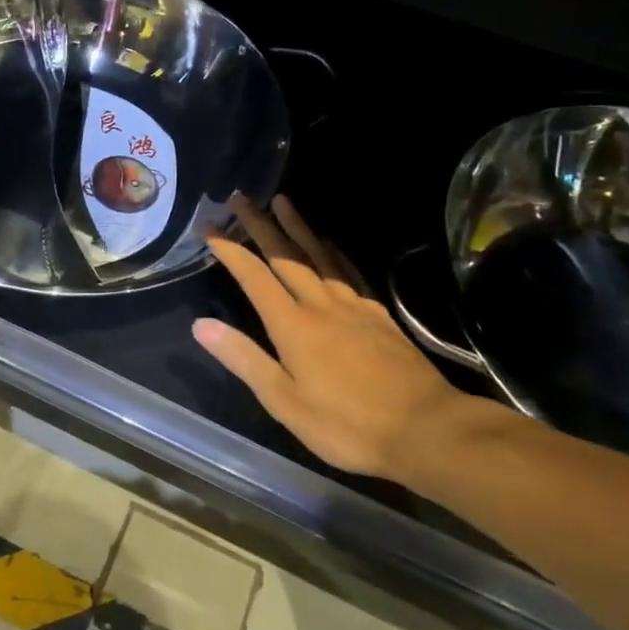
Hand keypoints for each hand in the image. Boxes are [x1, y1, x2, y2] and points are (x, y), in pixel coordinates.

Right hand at [192, 196, 468, 480]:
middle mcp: (321, 305)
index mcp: (293, 326)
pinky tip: (329, 245)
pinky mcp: (379, 316)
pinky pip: (348, 272)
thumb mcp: (284, 402)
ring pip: (319, 257)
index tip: (211, 229)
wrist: (427, 430)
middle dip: (261, 226)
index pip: (255, 278)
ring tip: (283, 201)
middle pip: (286, 257)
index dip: (231, 251)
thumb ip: (244, 359)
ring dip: (297, 228)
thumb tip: (200, 324)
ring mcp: (354, 307)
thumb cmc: (347, 425)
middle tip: (242, 199)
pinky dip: (332, 252)